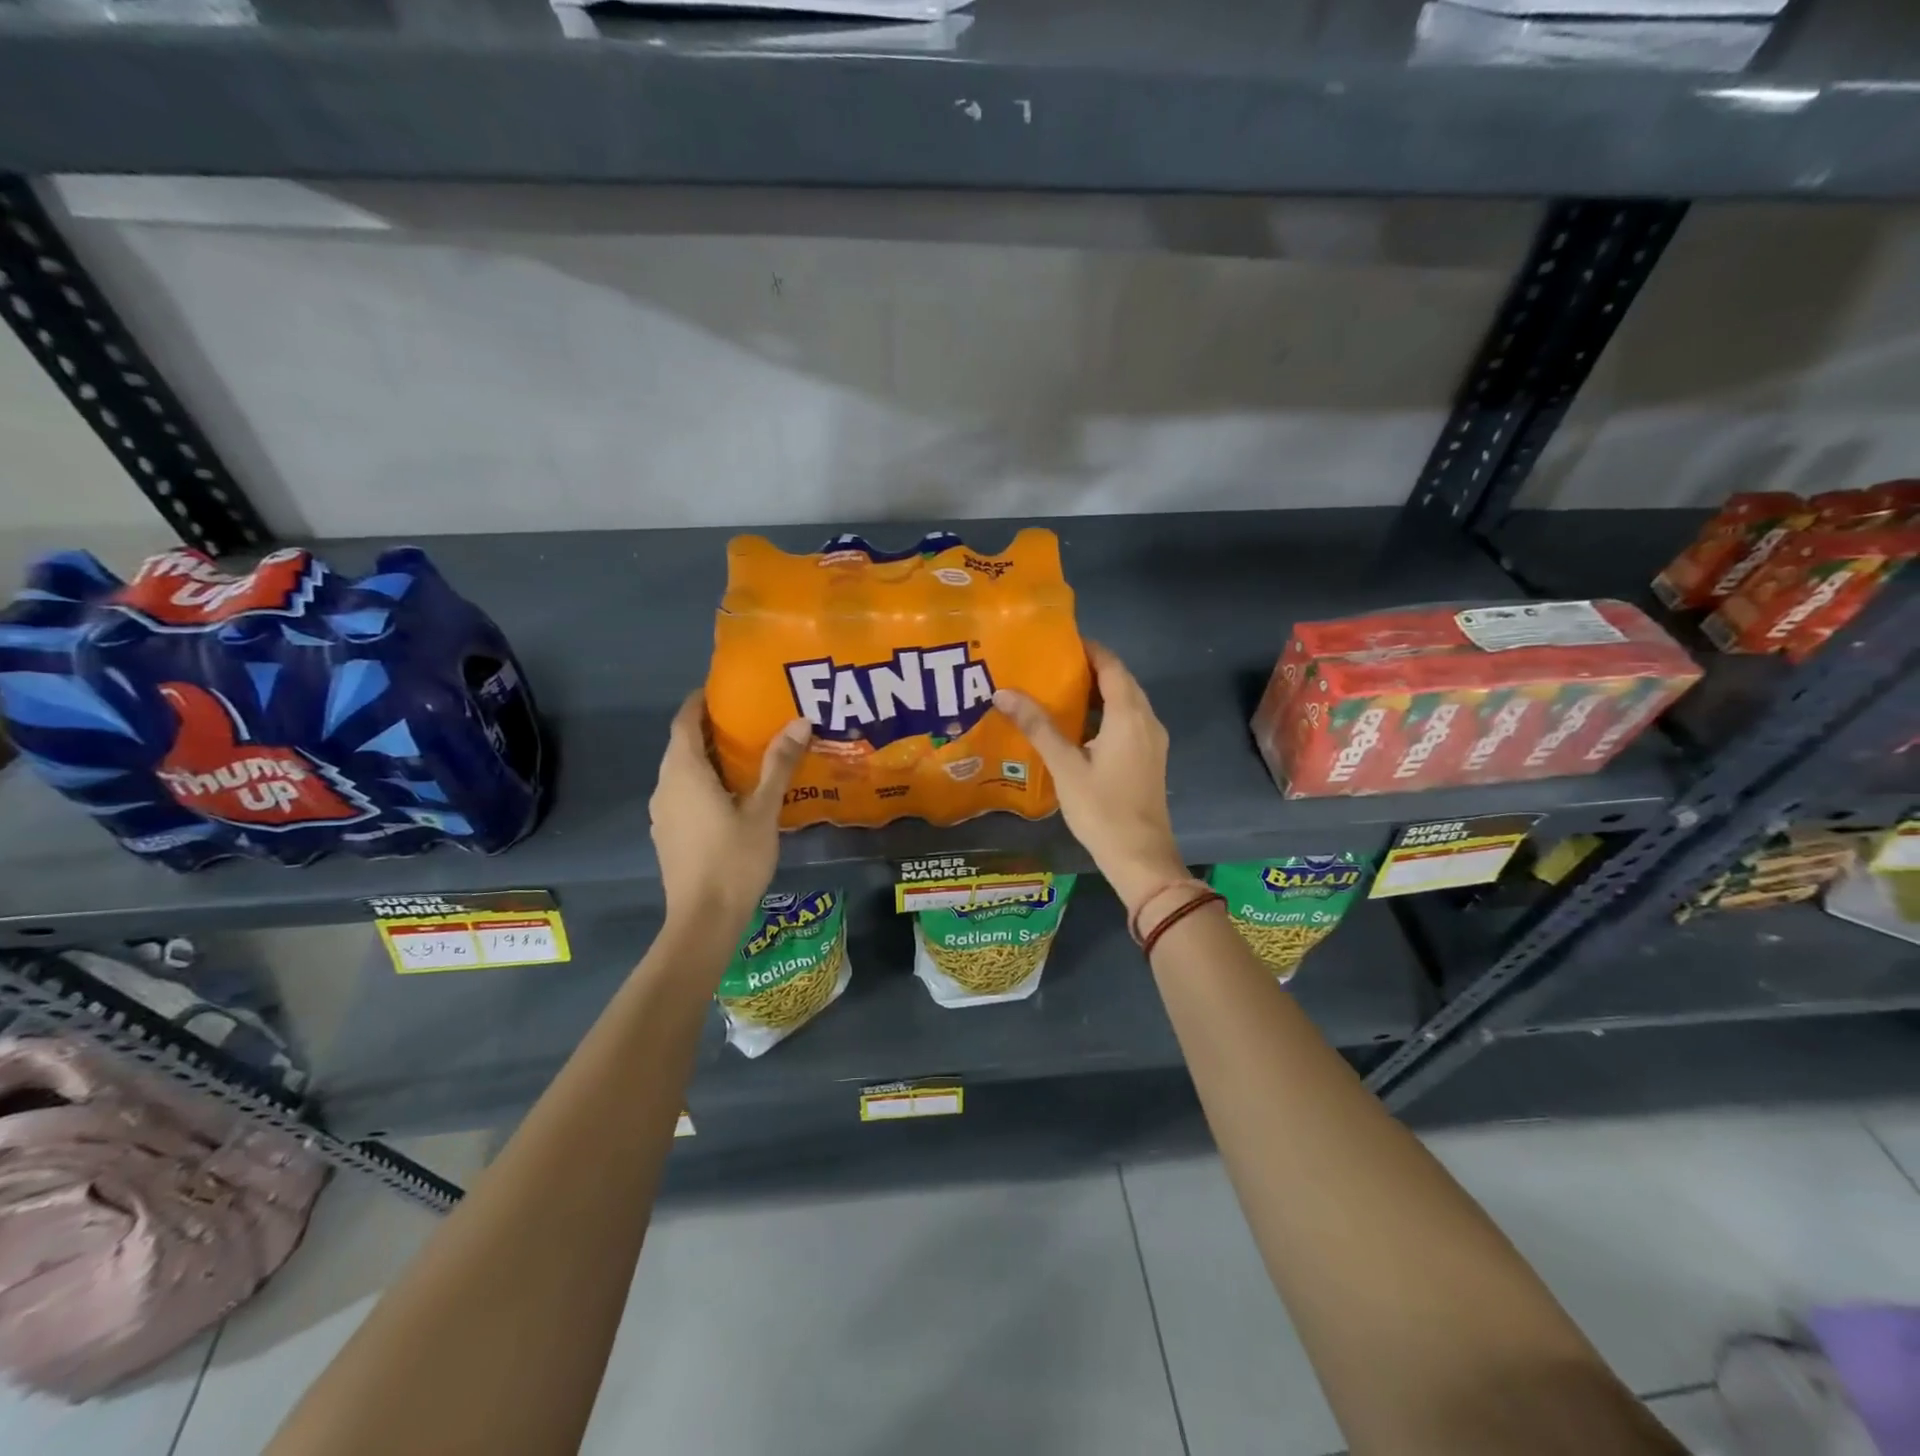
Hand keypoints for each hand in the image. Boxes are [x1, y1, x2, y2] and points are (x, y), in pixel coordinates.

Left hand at [649, 694, 809, 931]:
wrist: (703, 919)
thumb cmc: (734, 859)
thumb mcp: (763, 810)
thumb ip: (778, 764)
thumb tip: (800, 721)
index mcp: (684, 773)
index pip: (683, 722)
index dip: (699, 702)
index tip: (723, 690)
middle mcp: (665, 786)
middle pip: (681, 745)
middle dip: (708, 728)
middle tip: (746, 719)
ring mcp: (663, 813)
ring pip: (681, 772)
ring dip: (706, 757)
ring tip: (744, 754)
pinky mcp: (669, 834)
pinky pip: (683, 794)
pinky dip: (702, 782)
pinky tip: (730, 795)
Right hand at [993, 641, 1187, 914]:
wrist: (1140, 857)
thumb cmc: (1102, 809)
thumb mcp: (1065, 766)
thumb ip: (1037, 726)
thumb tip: (1003, 692)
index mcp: (1129, 715)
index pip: (1111, 666)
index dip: (1088, 649)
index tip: (1058, 641)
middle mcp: (1147, 720)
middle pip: (1120, 681)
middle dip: (1090, 669)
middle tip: (1050, 664)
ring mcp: (1152, 741)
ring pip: (1126, 703)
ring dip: (1097, 692)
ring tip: (1058, 690)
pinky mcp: (1149, 759)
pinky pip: (1128, 722)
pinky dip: (1105, 713)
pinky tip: (1077, 726)